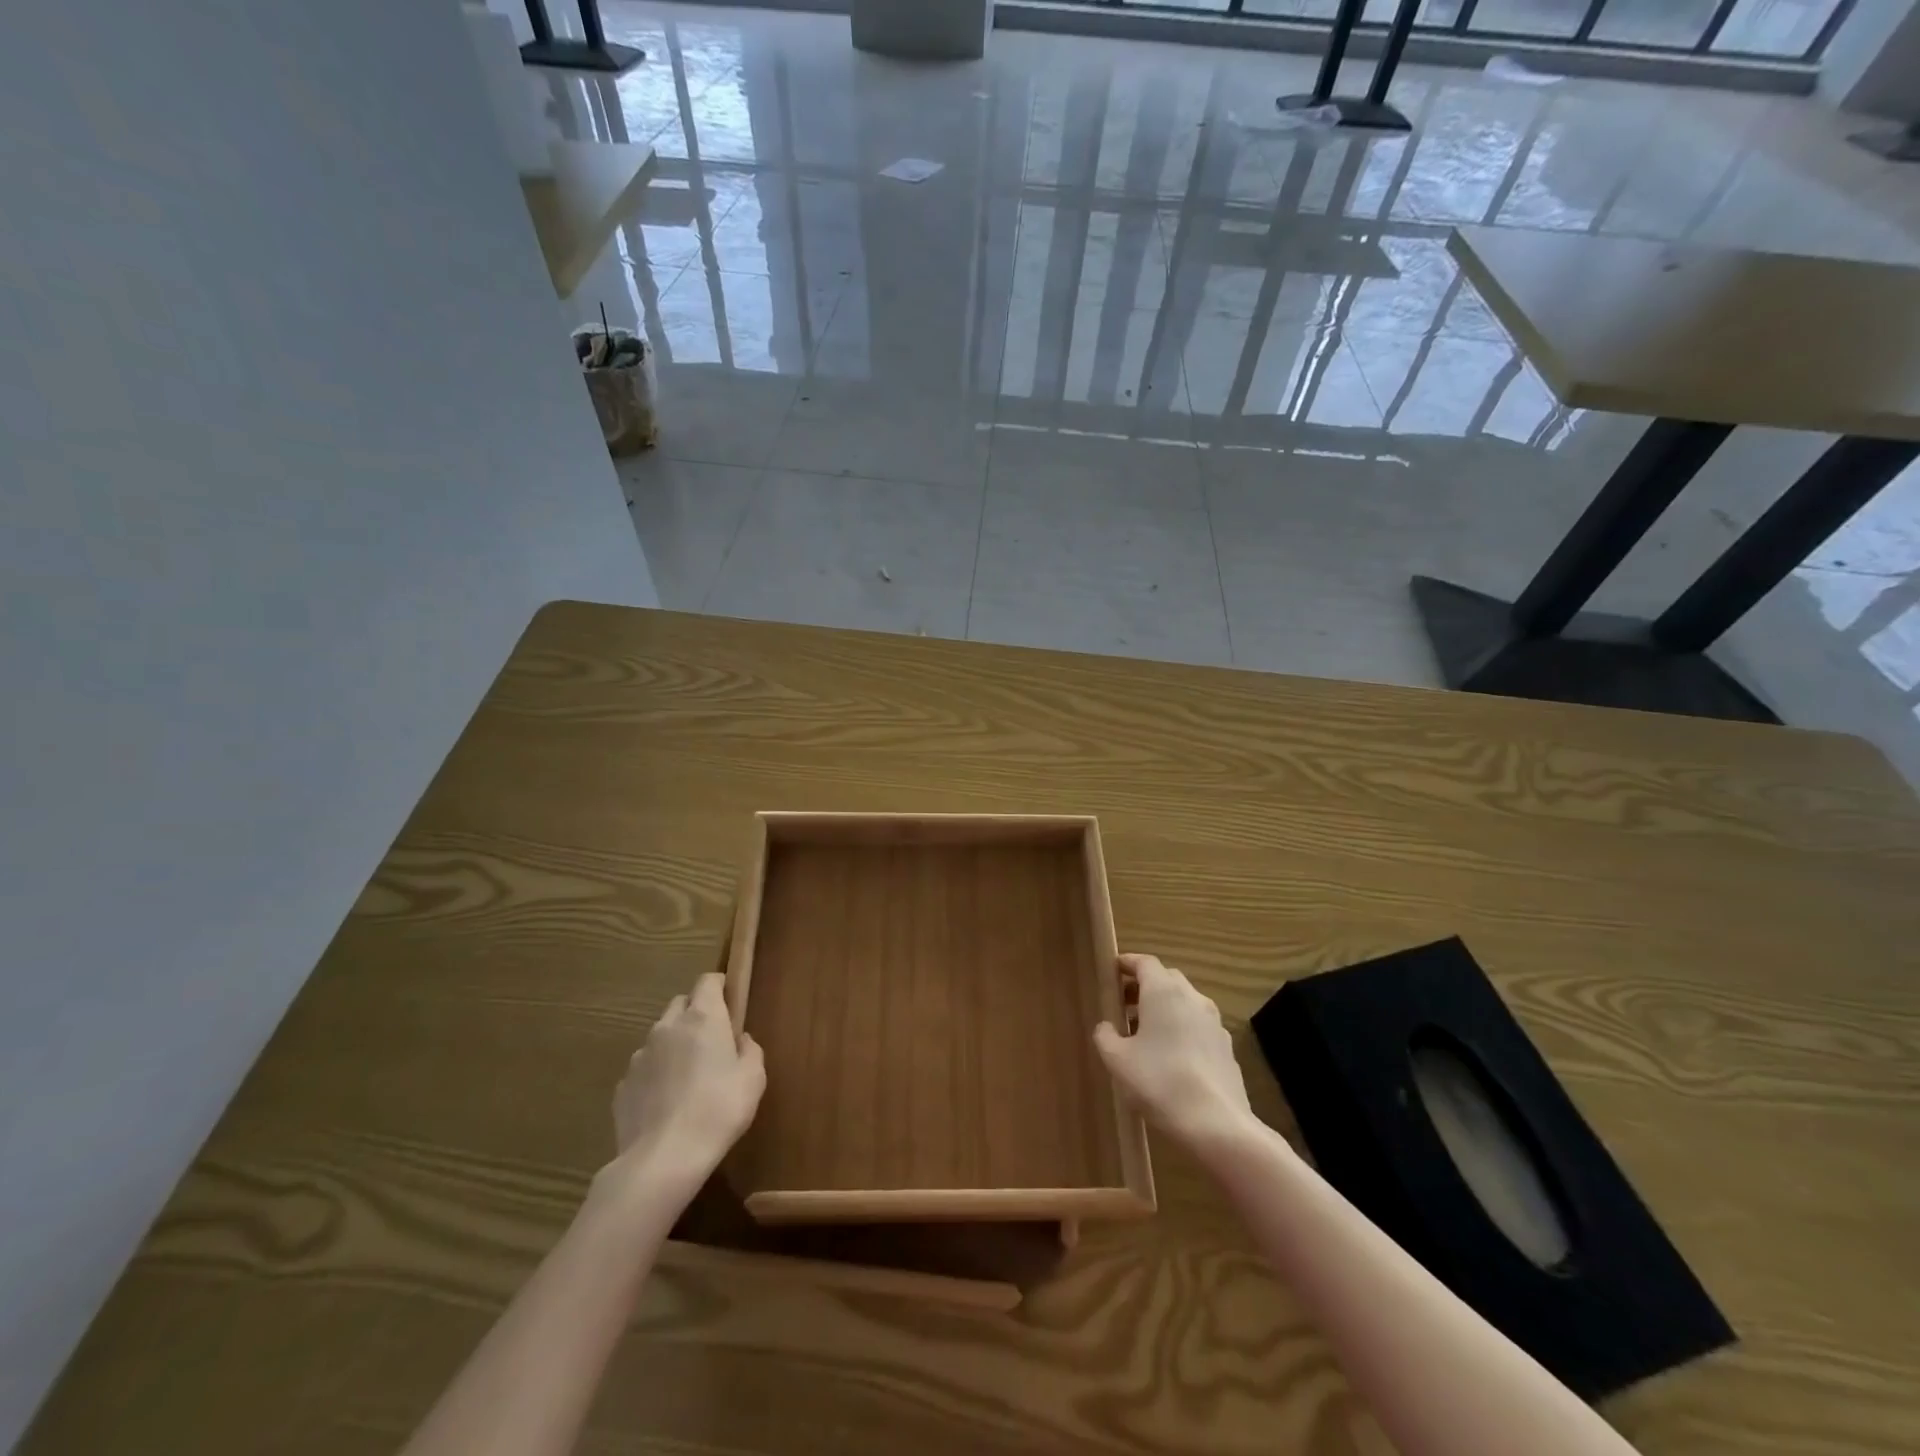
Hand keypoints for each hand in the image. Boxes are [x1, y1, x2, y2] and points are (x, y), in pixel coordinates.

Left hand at [608, 973, 764, 1195]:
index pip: (707, 981)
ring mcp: (640, 1055)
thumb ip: (749, 1050)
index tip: (729, 1002)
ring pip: (660, 1036)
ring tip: (687, 1079)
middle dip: (695, 1014)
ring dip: (674, 1045)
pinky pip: (644, 1069)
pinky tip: (666, 1104)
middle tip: (711, 1042)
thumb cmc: (718, 1110)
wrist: (663, 1159)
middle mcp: (668, 1027)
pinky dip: (656, 1075)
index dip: (719, 987)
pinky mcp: (623, 1085)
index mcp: (702, 1018)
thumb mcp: (753, 1079)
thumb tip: (740, 1040)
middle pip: (681, 1003)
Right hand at [1094, 953, 1252, 1148]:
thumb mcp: (1118, 1060)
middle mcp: (1192, 997)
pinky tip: (1170, 1057)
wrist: (1217, 1124)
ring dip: (1163, 1009)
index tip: (1112, 971)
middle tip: (1123, 1004)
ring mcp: (1214, 1022)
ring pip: (1184, 1003)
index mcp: (1164, 991)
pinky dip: (1182, 1029)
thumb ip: (1106, 1036)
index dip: (1127, 963)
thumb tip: (1106, 1026)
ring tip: (1143, 1034)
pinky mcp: (1226, 1047)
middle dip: (1144, 986)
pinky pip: (1198, 1026)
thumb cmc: (1159, 1082)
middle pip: (1166, 979)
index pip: (1144, 962)